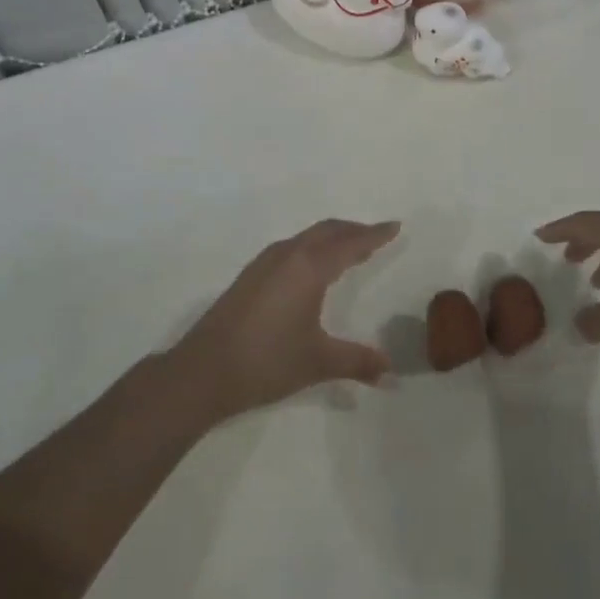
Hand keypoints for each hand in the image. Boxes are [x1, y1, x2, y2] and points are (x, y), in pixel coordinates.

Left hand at [170, 219, 398, 419]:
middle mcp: (288, 254)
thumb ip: (357, 362)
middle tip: (376, 235)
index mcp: (309, 267)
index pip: (351, 243)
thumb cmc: (267, 361)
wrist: (204, 370)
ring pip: (307, 237)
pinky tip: (311, 268)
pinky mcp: (250, 276)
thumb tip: (390, 372)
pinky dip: (312, 247)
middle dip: (354, 230)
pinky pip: (291, 248)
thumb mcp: (318, 361)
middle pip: (328, 231)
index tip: (395, 226)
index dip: (375, 235)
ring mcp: (265, 263)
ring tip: (349, 248)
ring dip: (331, 237)